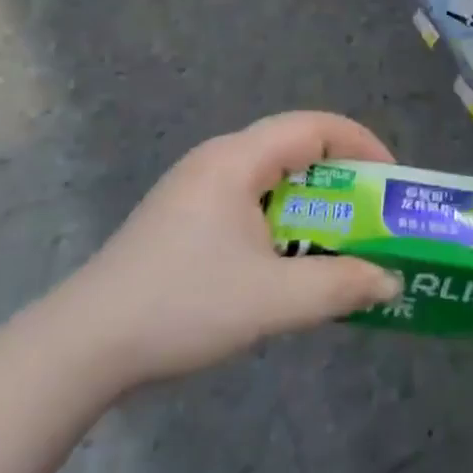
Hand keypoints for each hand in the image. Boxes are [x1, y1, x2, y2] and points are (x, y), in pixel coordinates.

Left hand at [46, 112, 403, 390]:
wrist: (82, 346)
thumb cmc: (181, 306)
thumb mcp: (270, 300)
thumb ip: (339, 286)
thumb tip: (390, 280)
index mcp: (238, 159)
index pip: (315, 126)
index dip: (362, 144)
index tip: (391, 181)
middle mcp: (218, 159)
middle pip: (295, 146)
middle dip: (341, 175)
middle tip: (372, 213)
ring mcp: (196, 186)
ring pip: (271, 176)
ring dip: (311, 201)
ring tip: (339, 238)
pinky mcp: (183, 215)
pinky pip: (249, 199)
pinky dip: (282, 217)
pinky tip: (287, 259)